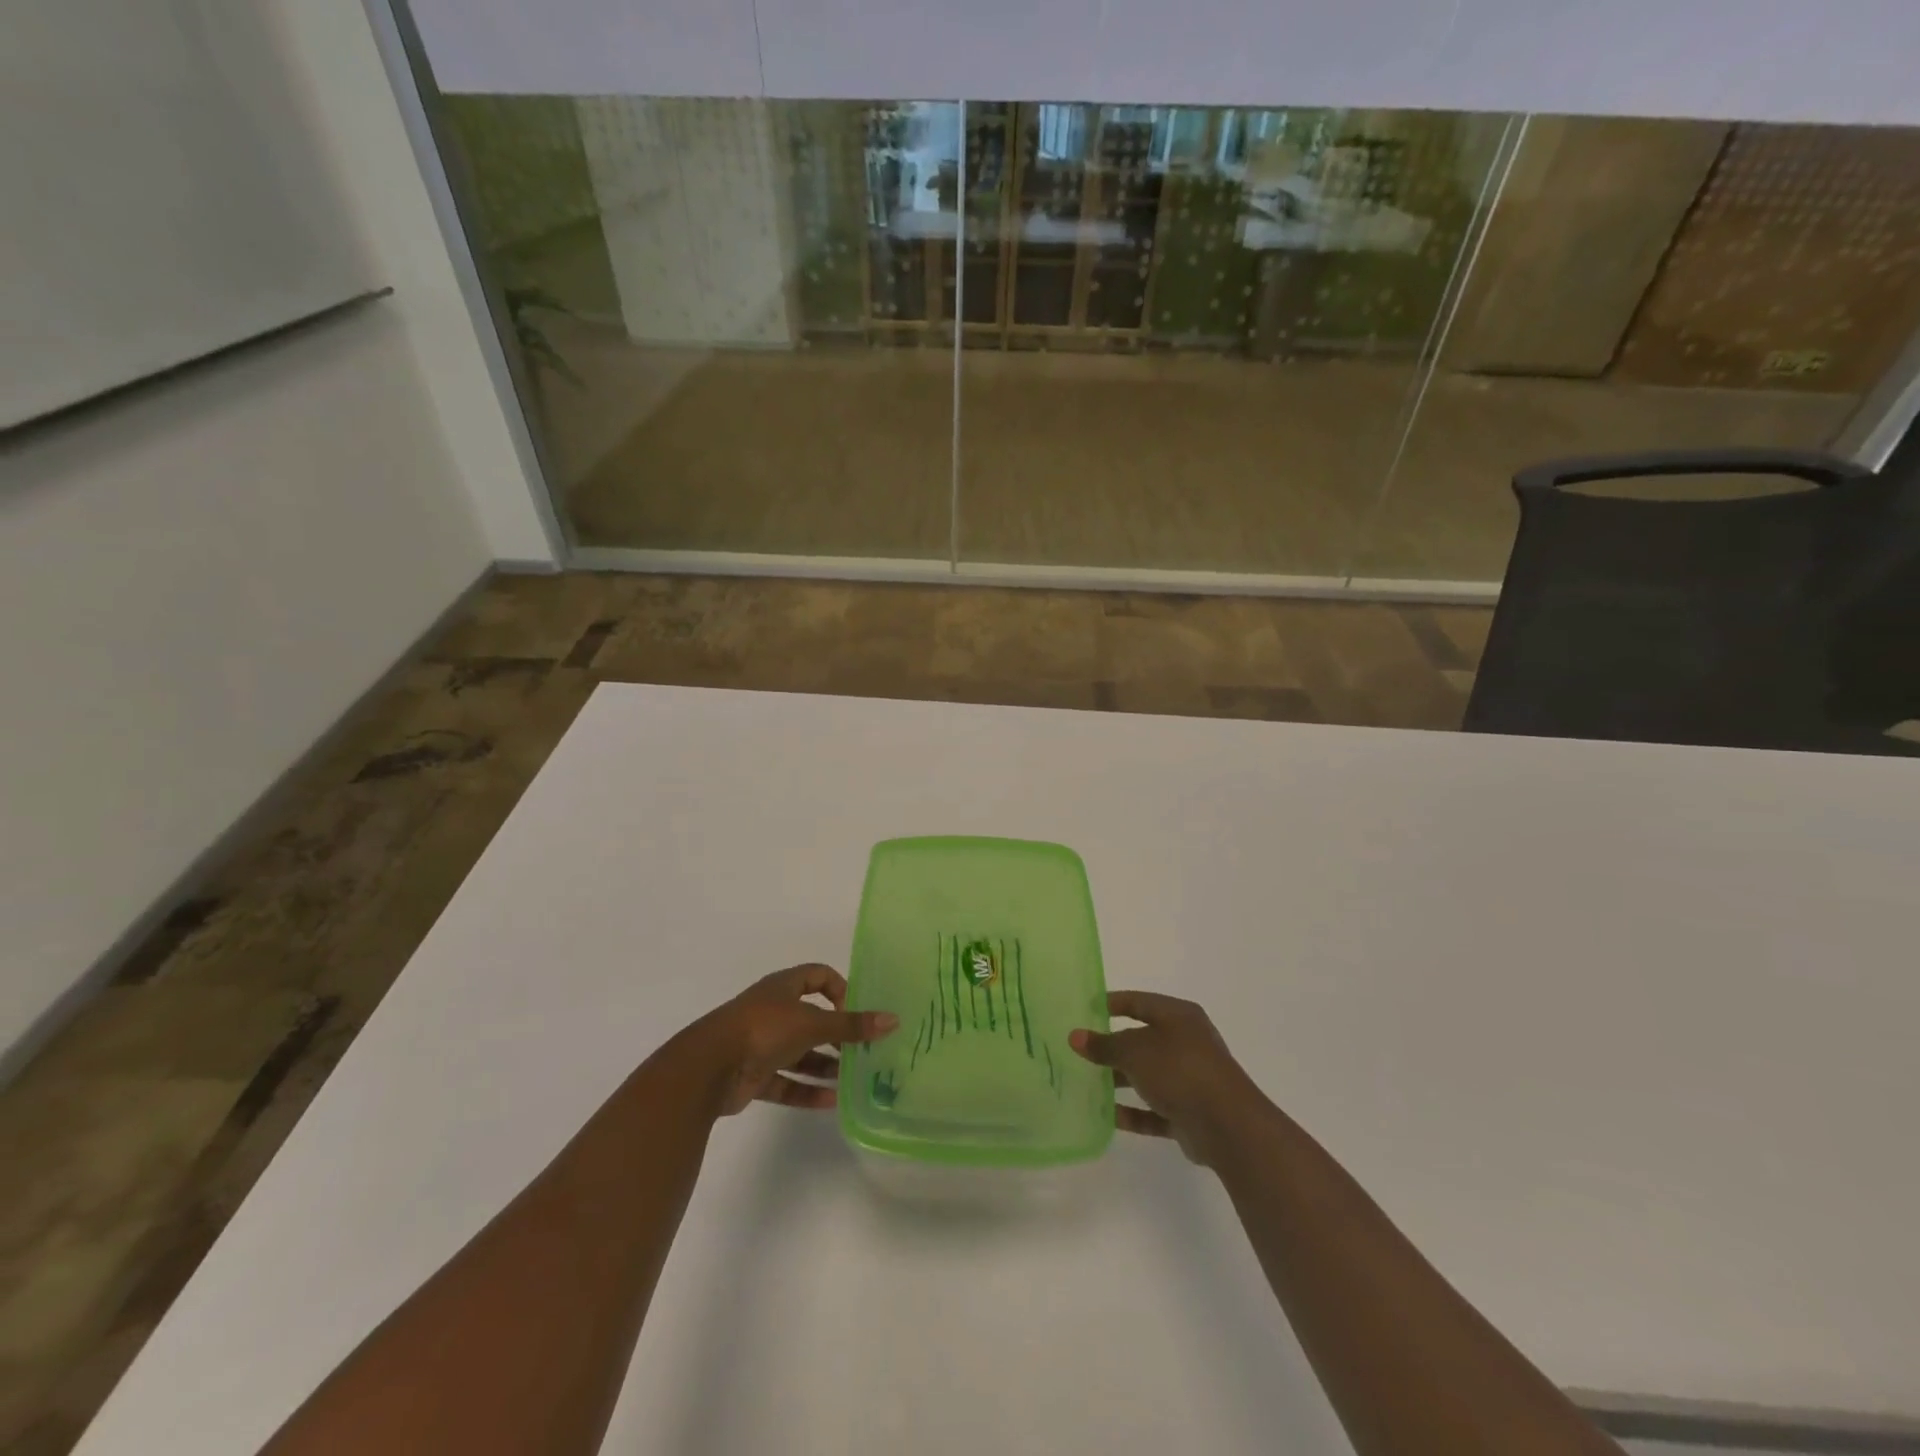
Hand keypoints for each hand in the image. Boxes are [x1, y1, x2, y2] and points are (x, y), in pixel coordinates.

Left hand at [683, 964, 897, 1115]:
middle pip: (812, 1018)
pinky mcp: (753, 1075)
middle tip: (864, 1050)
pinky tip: (832, 1102)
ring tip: (854, 1079)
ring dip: (825, 1065)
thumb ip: (851, 1025)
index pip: (818, 976)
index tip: (857, 1011)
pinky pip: (787, 1082)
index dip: (840, 989)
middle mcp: (773, 1011)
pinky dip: (807, 1090)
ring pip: (800, 1053)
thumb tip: (892, 1019)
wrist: (707, 1068)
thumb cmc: (763, 1030)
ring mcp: (761, 1044)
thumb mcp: (812, 1024)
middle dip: (837, 1034)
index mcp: (783, 988)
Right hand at [1069, 991, 1266, 1164]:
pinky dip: (1133, 1112)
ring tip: (1087, 1083)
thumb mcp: (1135, 1051)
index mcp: (1178, 1016)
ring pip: (1148, 1075)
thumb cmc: (1180, 1070)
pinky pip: (1154, 1109)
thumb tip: (1075, 1037)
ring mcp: (1190, 1079)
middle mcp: (1186, 1043)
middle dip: (1113, 1046)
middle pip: (1143, 1040)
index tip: (1085, 1008)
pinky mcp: (1189, 1112)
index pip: (1139, 1002)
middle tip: (1081, 1050)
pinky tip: (1108, 1116)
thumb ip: (1104, 1045)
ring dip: (1121, 1080)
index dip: (1112, 1003)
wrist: (1227, 1126)